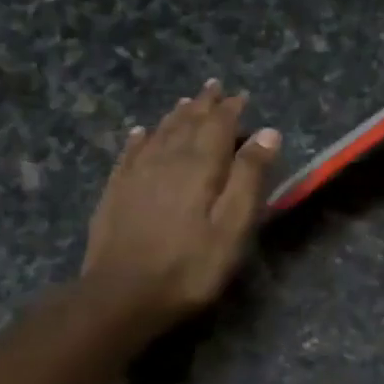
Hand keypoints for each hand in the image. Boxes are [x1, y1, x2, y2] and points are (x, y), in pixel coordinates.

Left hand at [82, 81, 280, 329]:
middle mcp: (166, 160)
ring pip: (159, 134)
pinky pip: (130, 153)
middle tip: (212, 88)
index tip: (240, 96)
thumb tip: (268, 133)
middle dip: (202, 105)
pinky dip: (139, 139)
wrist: (121, 295)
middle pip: (186, 124)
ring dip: (175, 116)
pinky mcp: (115, 192)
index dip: (230, 110)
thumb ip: (249, 177)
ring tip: (185, 103)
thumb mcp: (233, 226)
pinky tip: (141, 133)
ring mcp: (136, 175)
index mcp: (200, 166)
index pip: (217, 126)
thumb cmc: (190, 266)